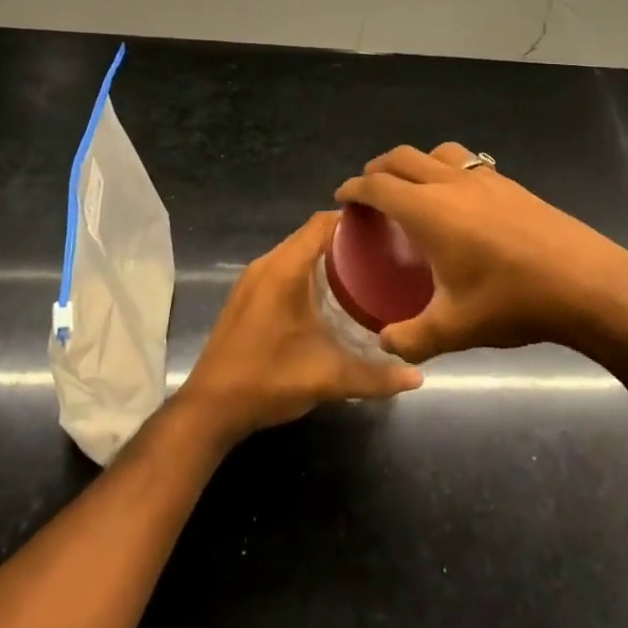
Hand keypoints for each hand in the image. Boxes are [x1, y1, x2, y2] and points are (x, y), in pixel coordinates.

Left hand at [176, 211, 422, 446]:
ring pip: (296, 252)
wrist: (210, 408)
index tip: (386, 227)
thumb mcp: (328, 377)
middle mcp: (267, 265)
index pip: (322, 223)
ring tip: (363, 271)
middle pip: (310, 235)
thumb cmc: (269, 379)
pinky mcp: (246, 296)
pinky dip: (307, 271)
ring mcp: (252, 280)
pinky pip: (283, 268)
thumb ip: (375, 376)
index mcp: (285, 269)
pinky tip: (329, 295)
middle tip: (383, 252)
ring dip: (326, 256)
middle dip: (346, 239)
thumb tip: (416, 376)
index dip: (353, 219)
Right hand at [334, 143, 627, 364]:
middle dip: (377, 169)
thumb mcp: (454, 329)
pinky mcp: (511, 184)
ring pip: (437, 152)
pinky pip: (466, 162)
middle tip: (368, 191)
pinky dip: (446, 168)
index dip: (354, 189)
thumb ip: (410, 339)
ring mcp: (484, 178)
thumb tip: (384, 343)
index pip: (378, 186)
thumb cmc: (513, 301)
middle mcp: (451, 183)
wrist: (587, 283)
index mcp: (428, 211)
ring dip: (414, 162)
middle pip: (402, 158)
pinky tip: (458, 200)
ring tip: (411, 186)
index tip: (341, 197)